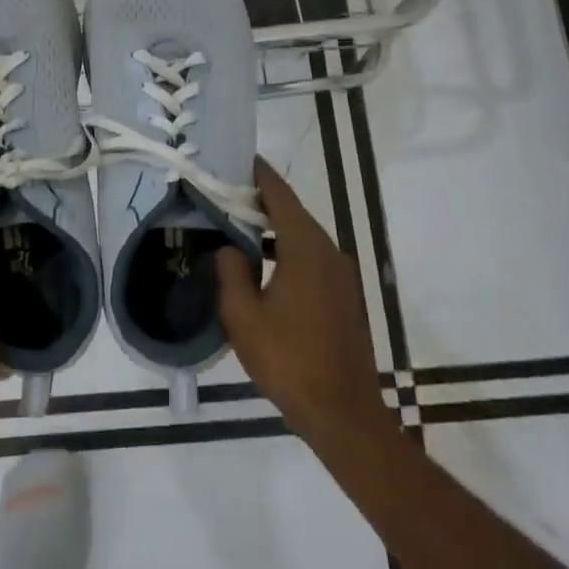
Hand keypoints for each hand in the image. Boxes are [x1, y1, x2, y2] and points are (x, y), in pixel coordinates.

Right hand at [216, 158, 393, 452]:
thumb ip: (232, 273)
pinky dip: (286, 250)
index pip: (280, 197)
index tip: (237, 158)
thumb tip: (229, 248)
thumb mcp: (243, 317)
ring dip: (273, 228)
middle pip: (293, 213)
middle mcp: (328, 252)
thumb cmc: (288, 360)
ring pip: (302, 237)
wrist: (342, 410)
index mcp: (305, 249)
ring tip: (237, 226)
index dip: (259, 175)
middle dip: (261, 200)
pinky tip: (263, 265)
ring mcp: (340, 274)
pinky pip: (311, 258)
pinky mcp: (343, 295)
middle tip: (225, 193)